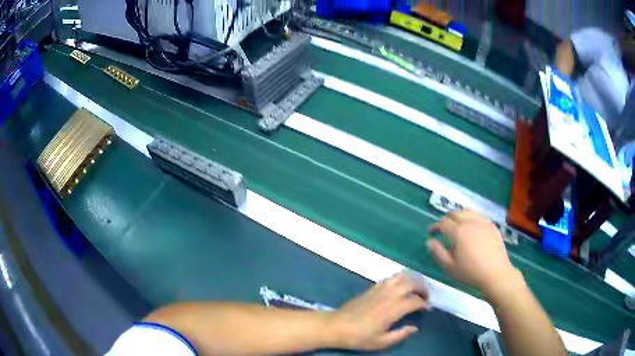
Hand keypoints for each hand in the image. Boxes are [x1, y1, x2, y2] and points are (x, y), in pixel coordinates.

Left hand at [329, 273, 429, 350]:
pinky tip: (400, 288)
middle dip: (422, 287)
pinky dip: (400, 279)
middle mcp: (388, 296)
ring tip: (415, 290)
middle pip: (411, 283)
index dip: (424, 304)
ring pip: (401, 276)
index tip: (427, 309)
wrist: (336, 326)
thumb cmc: (358, 337)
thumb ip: (400, 335)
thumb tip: (414, 327)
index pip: (414, 301)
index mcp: (391, 310)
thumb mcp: (380, 342)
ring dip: (412, 280)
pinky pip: (390, 278)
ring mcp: (379, 290)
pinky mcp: (371, 288)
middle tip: (425, 297)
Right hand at [427, 211, 516, 297]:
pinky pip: (478, 215)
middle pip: (455, 213)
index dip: (435, 226)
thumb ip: (438, 252)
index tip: (431, 233)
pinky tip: (471, 227)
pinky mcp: (491, 225)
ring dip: (458, 215)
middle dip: (446, 219)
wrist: (496, 274)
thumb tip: (429, 241)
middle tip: (442, 228)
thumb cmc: (470, 273)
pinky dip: (471, 217)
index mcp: (458, 232)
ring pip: (467, 211)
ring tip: (456, 225)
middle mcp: (470, 222)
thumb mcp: (450, 267)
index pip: (443, 223)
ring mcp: (483, 222)